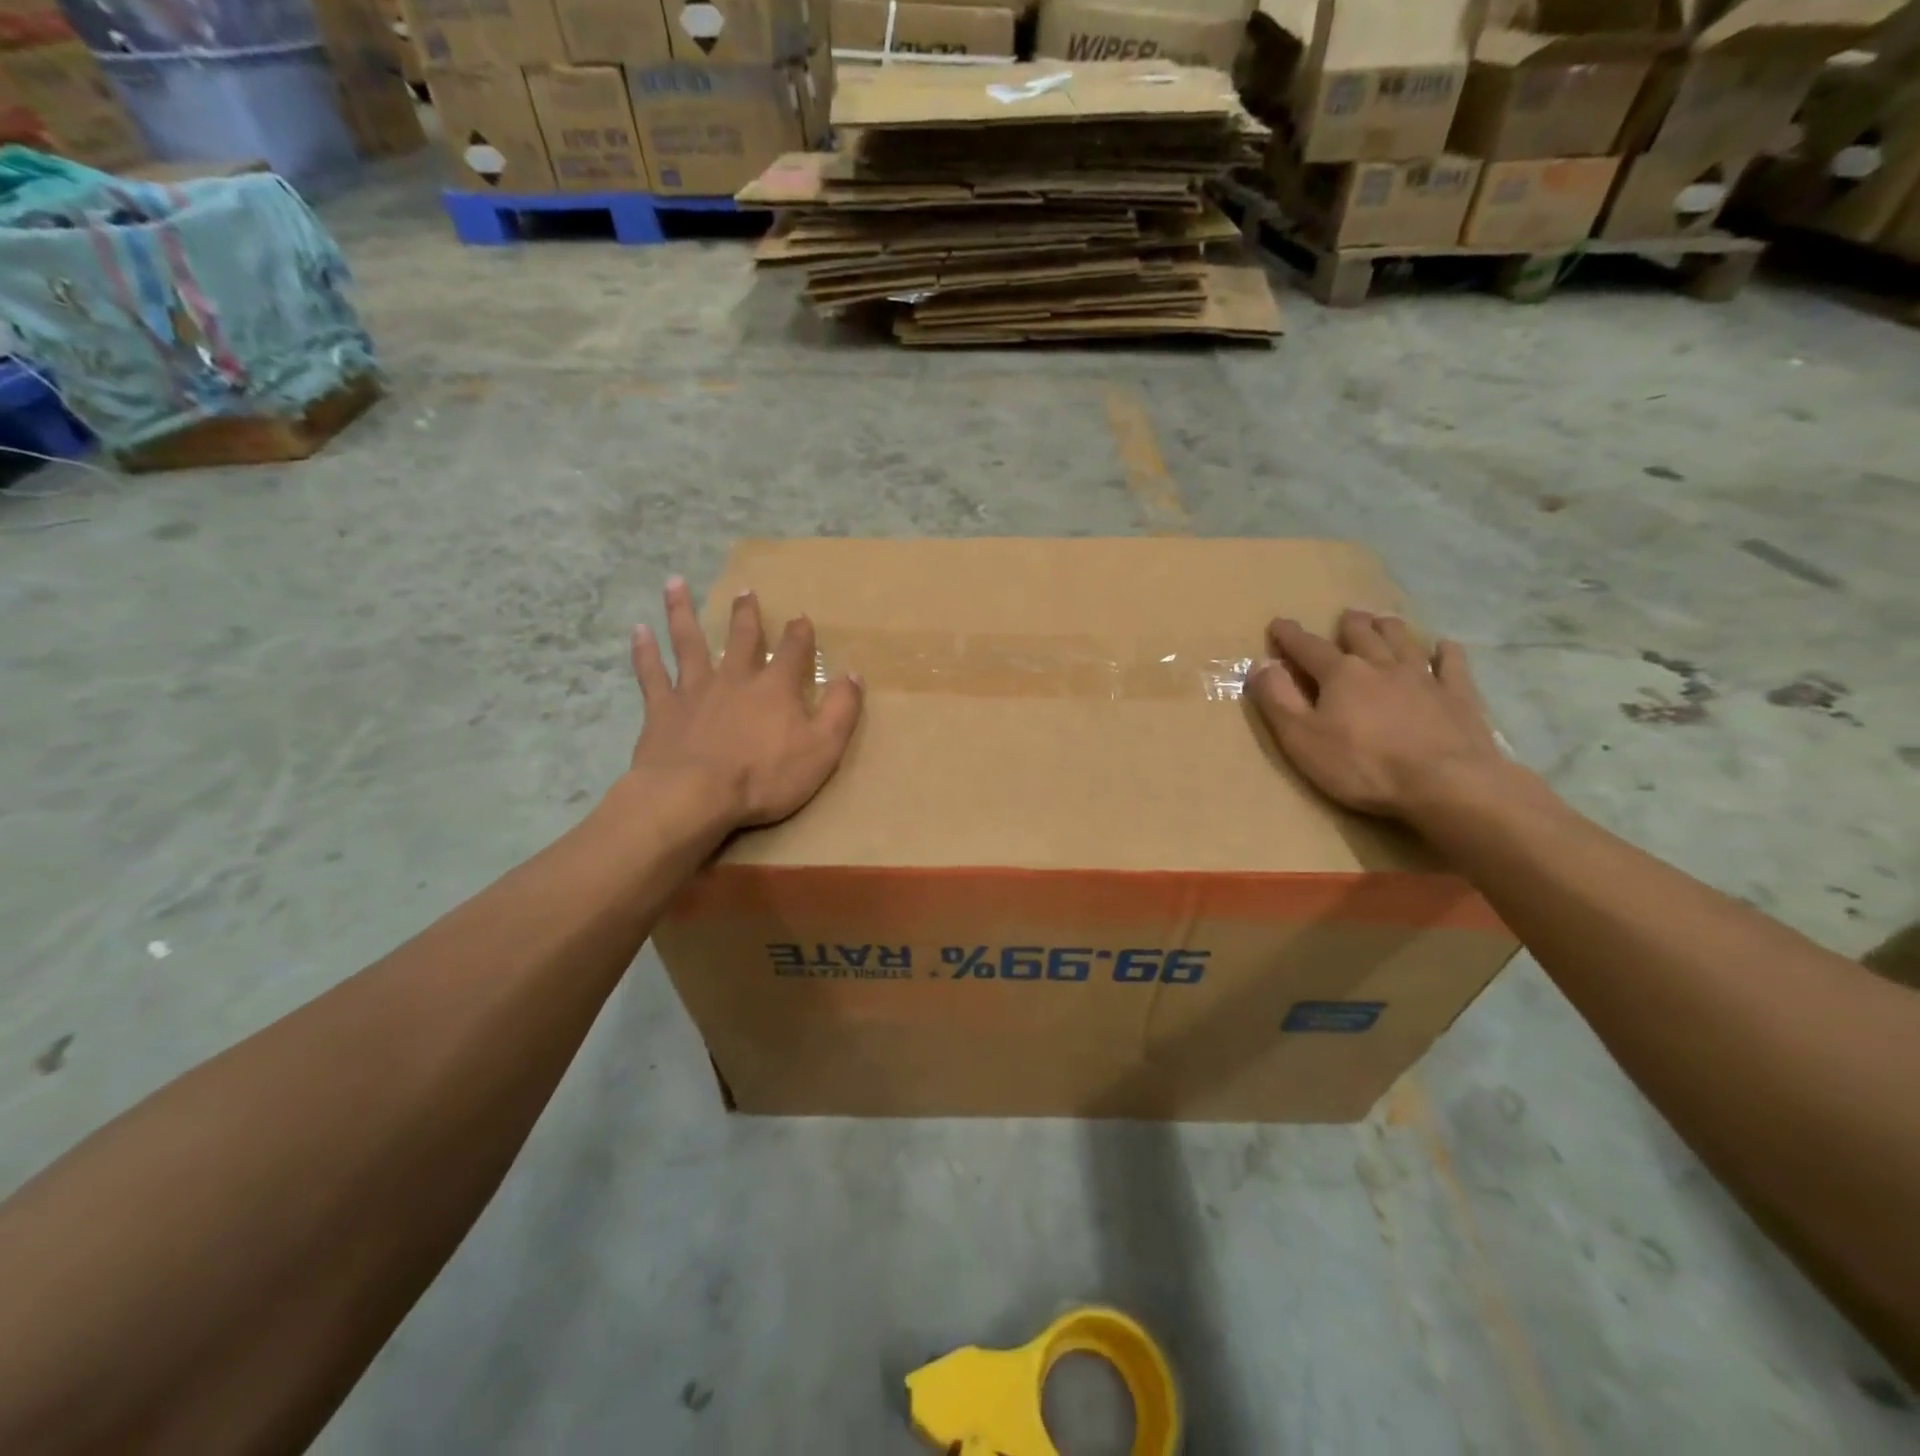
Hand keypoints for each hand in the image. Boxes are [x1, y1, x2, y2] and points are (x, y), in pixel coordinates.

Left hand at [627, 576, 862, 829]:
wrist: (694, 796)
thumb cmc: (764, 776)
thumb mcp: (822, 748)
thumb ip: (841, 709)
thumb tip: (853, 674)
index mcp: (775, 687)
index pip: (792, 651)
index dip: (799, 633)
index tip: (800, 617)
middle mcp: (734, 678)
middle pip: (741, 638)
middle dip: (746, 614)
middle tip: (744, 591)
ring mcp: (694, 690)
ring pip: (688, 642)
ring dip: (683, 612)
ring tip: (675, 583)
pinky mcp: (662, 709)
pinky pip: (651, 674)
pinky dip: (644, 651)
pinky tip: (638, 631)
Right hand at [1246, 610, 1505, 821]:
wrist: (1446, 784)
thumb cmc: (1362, 765)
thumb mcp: (1301, 738)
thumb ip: (1278, 700)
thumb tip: (1260, 665)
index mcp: (1340, 675)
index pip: (1308, 648)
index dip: (1290, 636)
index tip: (1278, 624)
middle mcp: (1381, 665)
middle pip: (1362, 635)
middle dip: (1350, 624)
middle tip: (1346, 616)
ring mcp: (1424, 678)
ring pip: (1403, 641)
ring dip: (1390, 628)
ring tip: (1384, 620)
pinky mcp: (1458, 696)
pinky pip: (1452, 664)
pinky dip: (1446, 652)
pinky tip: (1445, 646)